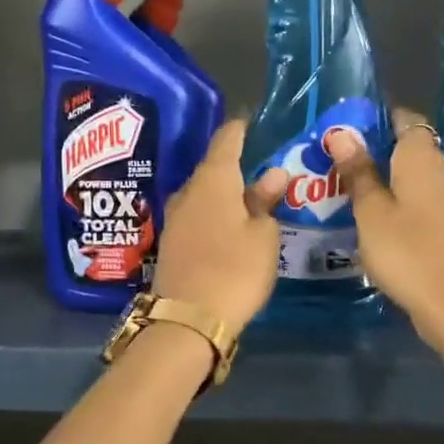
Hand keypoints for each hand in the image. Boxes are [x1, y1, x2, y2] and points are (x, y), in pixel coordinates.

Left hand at [153, 119, 289, 332]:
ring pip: (203, 193)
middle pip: (213, 167)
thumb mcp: (263, 236)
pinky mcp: (171, 242)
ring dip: (224, 192)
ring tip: (250, 197)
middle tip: (264, 167)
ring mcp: (175, 217)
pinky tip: (229, 224)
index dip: (242, 128)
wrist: (188, 320)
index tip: (256, 123)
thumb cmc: (235, 270)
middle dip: (236, 164)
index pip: (227, 139)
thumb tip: (272, 174)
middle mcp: (188, 191)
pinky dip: (214, 214)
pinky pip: (196, 215)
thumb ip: (266, 202)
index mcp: (213, 180)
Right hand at [325, 108, 443, 352]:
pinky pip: (424, 199)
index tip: (347, 130)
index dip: (377, 119)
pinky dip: (402, 202)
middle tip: (338, 164)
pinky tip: (379, 219)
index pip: (404, 118)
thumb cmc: (407, 252)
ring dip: (388, 180)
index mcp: (422, 156)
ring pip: (416, 176)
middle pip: (409, 148)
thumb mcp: (371, 212)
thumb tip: (342, 133)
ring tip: (351, 191)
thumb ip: (358, 172)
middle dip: (377, 152)